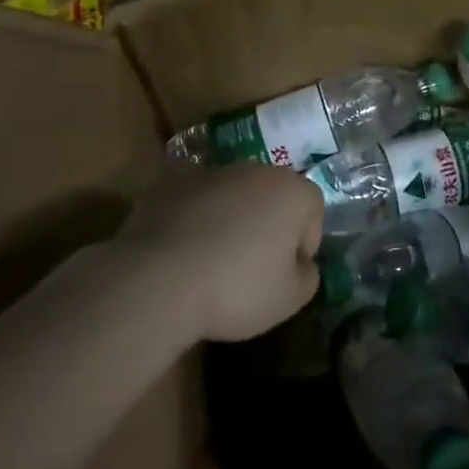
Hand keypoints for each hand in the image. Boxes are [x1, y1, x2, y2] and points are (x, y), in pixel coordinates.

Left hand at [113, 164, 322, 342]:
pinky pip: (194, 204)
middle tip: (251, 268)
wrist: (156, 281)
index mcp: (292, 190)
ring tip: (212, 265)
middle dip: (266, 226)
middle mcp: (255, 170)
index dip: (303, 246)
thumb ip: (308, 276)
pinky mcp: (169, 185)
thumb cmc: (237, 288)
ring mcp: (209, 173)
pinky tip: (181, 258)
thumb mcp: (290, 299)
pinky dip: (193, 223)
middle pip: (271, 197)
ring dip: (229, 221)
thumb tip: (301, 265)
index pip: (312, 212)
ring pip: (231, 197)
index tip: (284, 275)